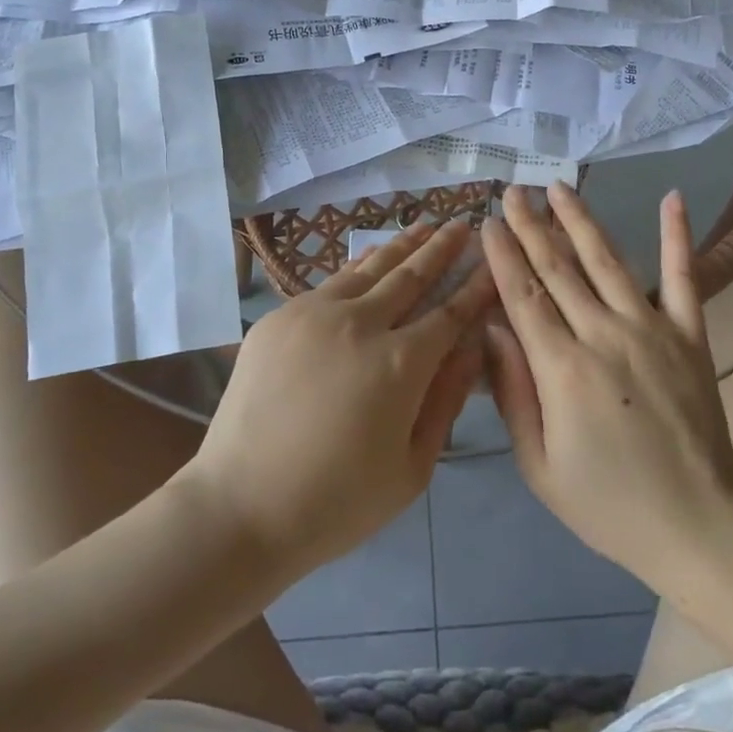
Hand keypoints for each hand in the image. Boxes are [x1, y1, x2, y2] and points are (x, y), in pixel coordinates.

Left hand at [184, 220, 493, 577]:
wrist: (240, 507)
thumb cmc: (336, 502)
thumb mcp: (412, 469)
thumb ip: (446, 400)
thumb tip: (472, 348)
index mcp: (400, 363)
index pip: (450, 312)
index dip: (475, 287)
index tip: (492, 262)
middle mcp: (360, 323)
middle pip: (411, 275)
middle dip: (442, 248)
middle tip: (463, 224)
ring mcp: (314, 313)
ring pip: (369, 268)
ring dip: (402, 245)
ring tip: (425, 225)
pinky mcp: (279, 317)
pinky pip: (330, 282)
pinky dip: (359, 265)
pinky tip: (371, 255)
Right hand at [480, 183, 732, 590]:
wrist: (698, 525)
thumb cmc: (608, 503)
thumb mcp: (539, 465)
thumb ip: (513, 393)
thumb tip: (490, 330)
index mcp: (562, 369)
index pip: (522, 296)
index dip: (502, 256)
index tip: (488, 222)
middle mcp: (604, 335)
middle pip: (558, 268)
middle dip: (530, 226)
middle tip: (512, 191)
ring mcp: (652, 329)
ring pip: (607, 260)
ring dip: (579, 220)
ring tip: (558, 187)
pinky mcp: (690, 334)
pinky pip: (683, 277)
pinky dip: (677, 236)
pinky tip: (672, 198)